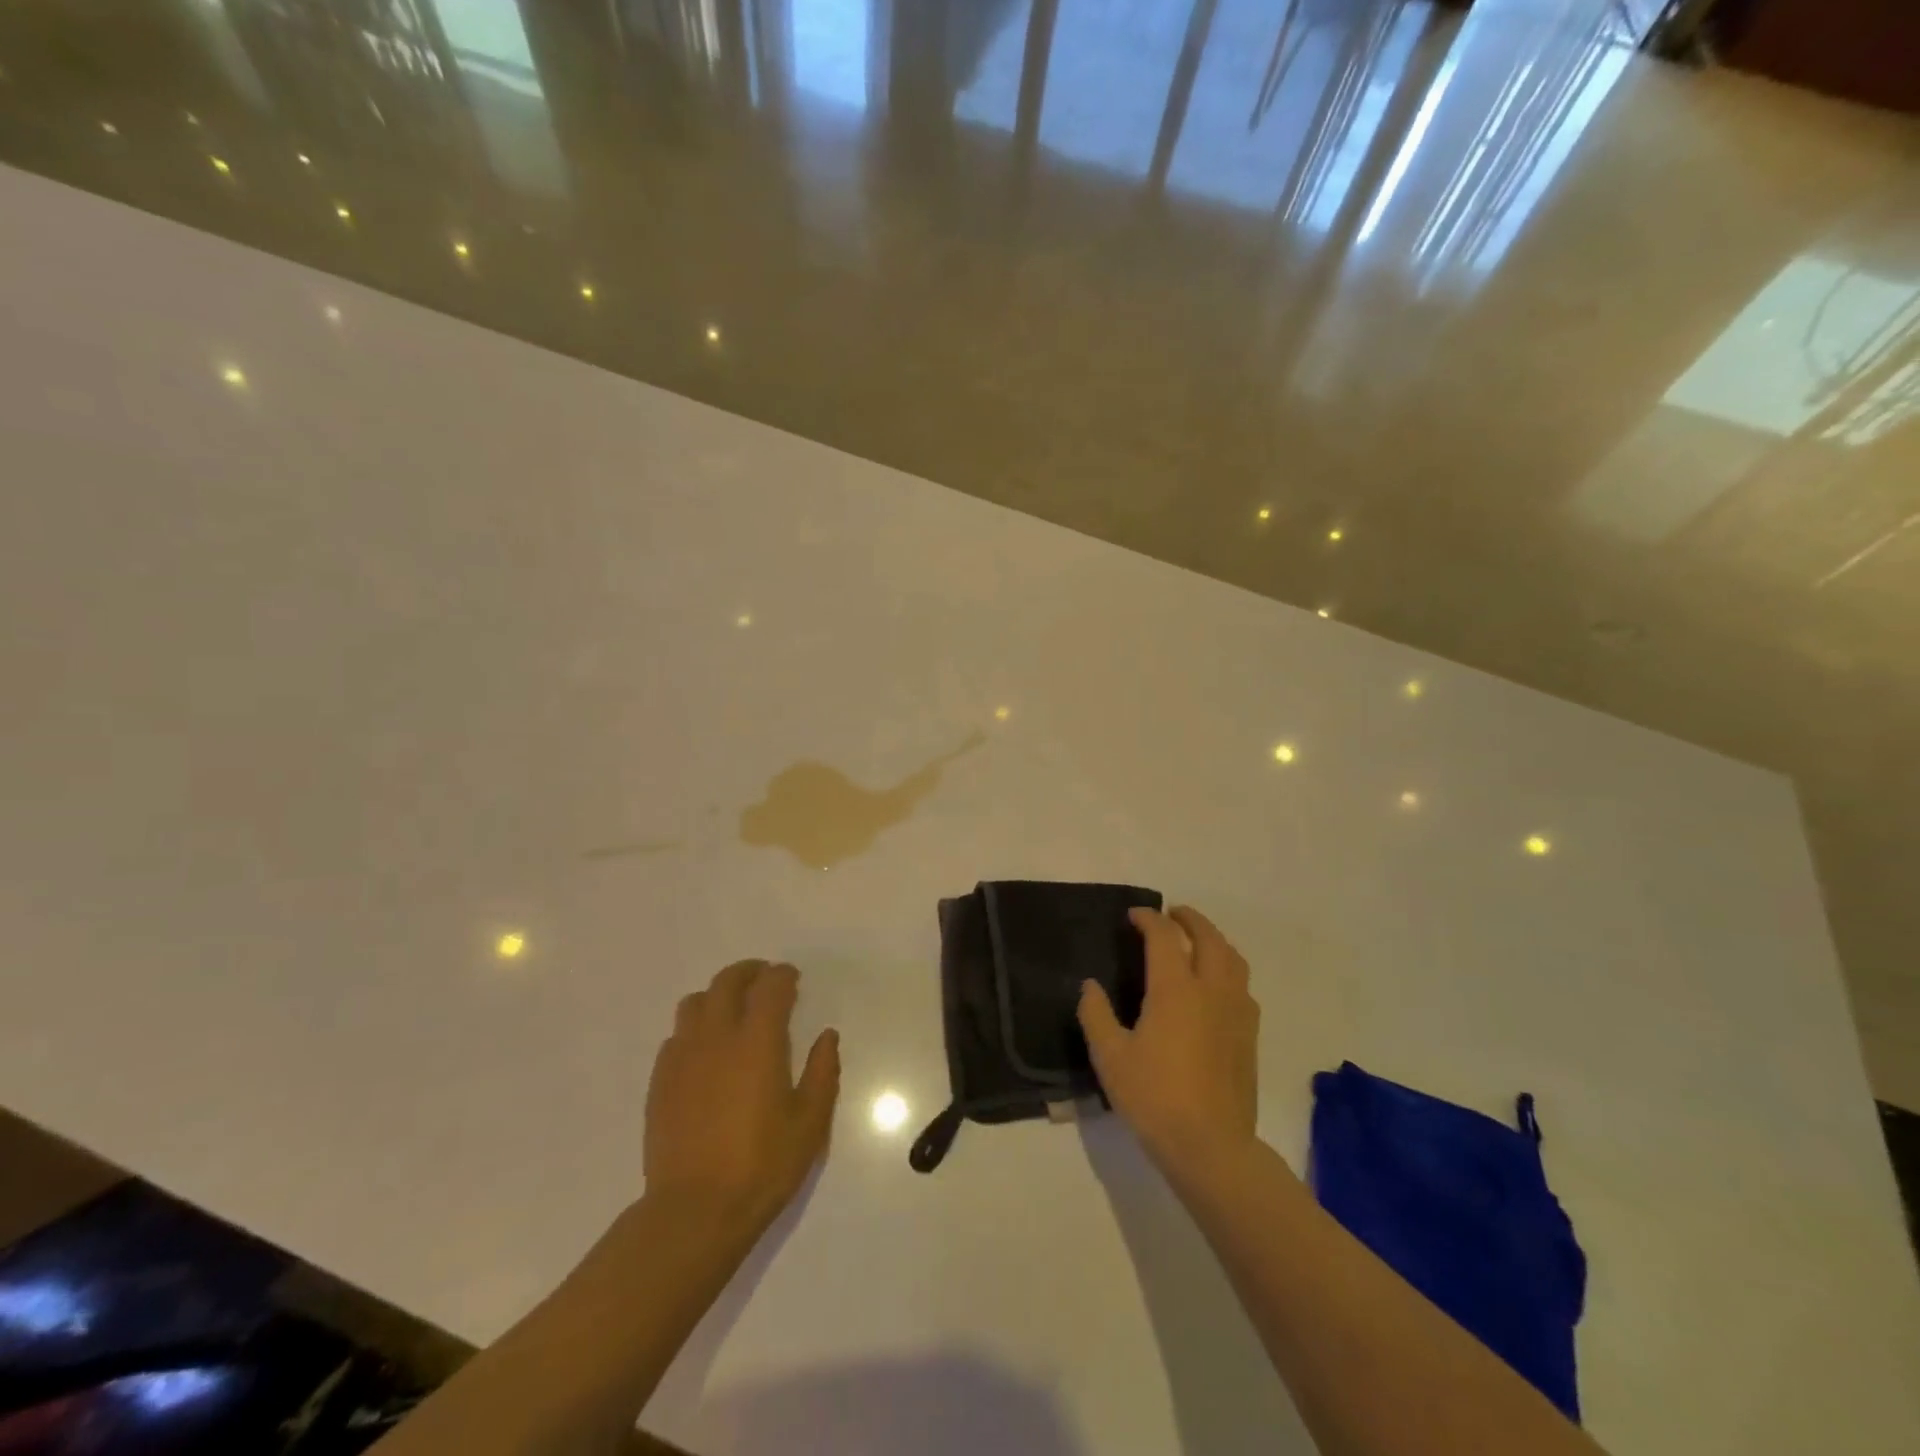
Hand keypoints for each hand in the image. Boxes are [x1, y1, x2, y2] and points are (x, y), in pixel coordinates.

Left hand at [645, 960, 839, 1231]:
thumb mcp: (810, 1122)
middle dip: (749, 972)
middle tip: (765, 981)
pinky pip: (676, 1036)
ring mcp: (683, 1057)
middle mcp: (717, 1037)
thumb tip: (827, 1036)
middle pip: (727, 982)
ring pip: (695, 1002)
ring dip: (717, 996)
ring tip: (733, 1011)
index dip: (783, 975)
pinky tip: (706, 1051)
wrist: (694, 1211)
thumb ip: (823, 1072)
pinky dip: (695, 1028)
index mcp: (758, 1041)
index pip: (770, 986)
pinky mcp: (660, 1081)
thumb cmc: (762, 1165)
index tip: (793, 979)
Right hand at [1078, 906, 1259, 1175]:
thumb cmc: (1154, 1098)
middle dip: (1190, 919)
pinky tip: (1215, 986)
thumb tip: (1090, 986)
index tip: (1133, 916)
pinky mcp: (1249, 1035)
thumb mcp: (1110, 1057)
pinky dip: (1228, 969)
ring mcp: (1236, 1012)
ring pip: (1233, 959)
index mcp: (1175, 990)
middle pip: (1208, 938)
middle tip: (1171, 914)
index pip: (1164, 937)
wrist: (1210, 1147)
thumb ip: (1096, 1015)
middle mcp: (1211, 991)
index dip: (1148, 919)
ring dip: (1214, 940)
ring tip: (1197, 941)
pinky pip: (1242, 986)